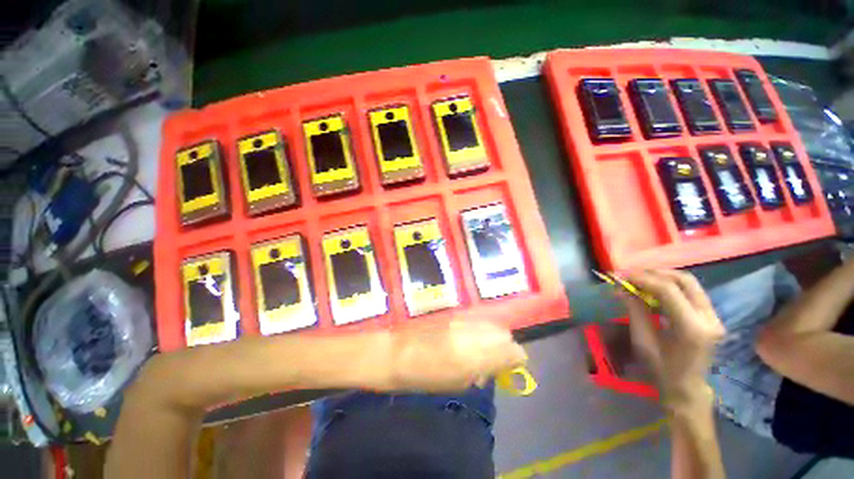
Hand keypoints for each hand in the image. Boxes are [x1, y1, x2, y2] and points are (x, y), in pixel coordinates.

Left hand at [388, 321, 526, 392]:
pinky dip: (480, 327)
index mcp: (476, 356)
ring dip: (492, 335)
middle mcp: (474, 332)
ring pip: (492, 323)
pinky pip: (477, 318)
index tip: (512, 365)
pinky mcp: (455, 311)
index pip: (513, 350)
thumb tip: (500, 365)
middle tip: (494, 357)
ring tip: (480, 346)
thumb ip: (484, 371)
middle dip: (504, 346)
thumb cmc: (426, 377)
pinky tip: (469, 335)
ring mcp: (464, 319)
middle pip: (504, 333)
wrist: (399, 351)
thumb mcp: (459, 383)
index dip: (516, 359)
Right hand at [617, 270, 724, 408]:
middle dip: (655, 273)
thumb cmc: (661, 368)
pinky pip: (692, 292)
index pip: (668, 290)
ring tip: (641, 280)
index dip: (643, 279)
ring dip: (663, 278)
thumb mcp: (642, 340)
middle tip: (632, 276)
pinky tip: (655, 291)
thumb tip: (621, 288)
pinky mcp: (713, 317)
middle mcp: (709, 318)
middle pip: (684, 280)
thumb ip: (635, 310)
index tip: (621, 276)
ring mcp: (714, 317)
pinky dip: (671, 286)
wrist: (687, 388)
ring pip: (690, 283)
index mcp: (691, 328)